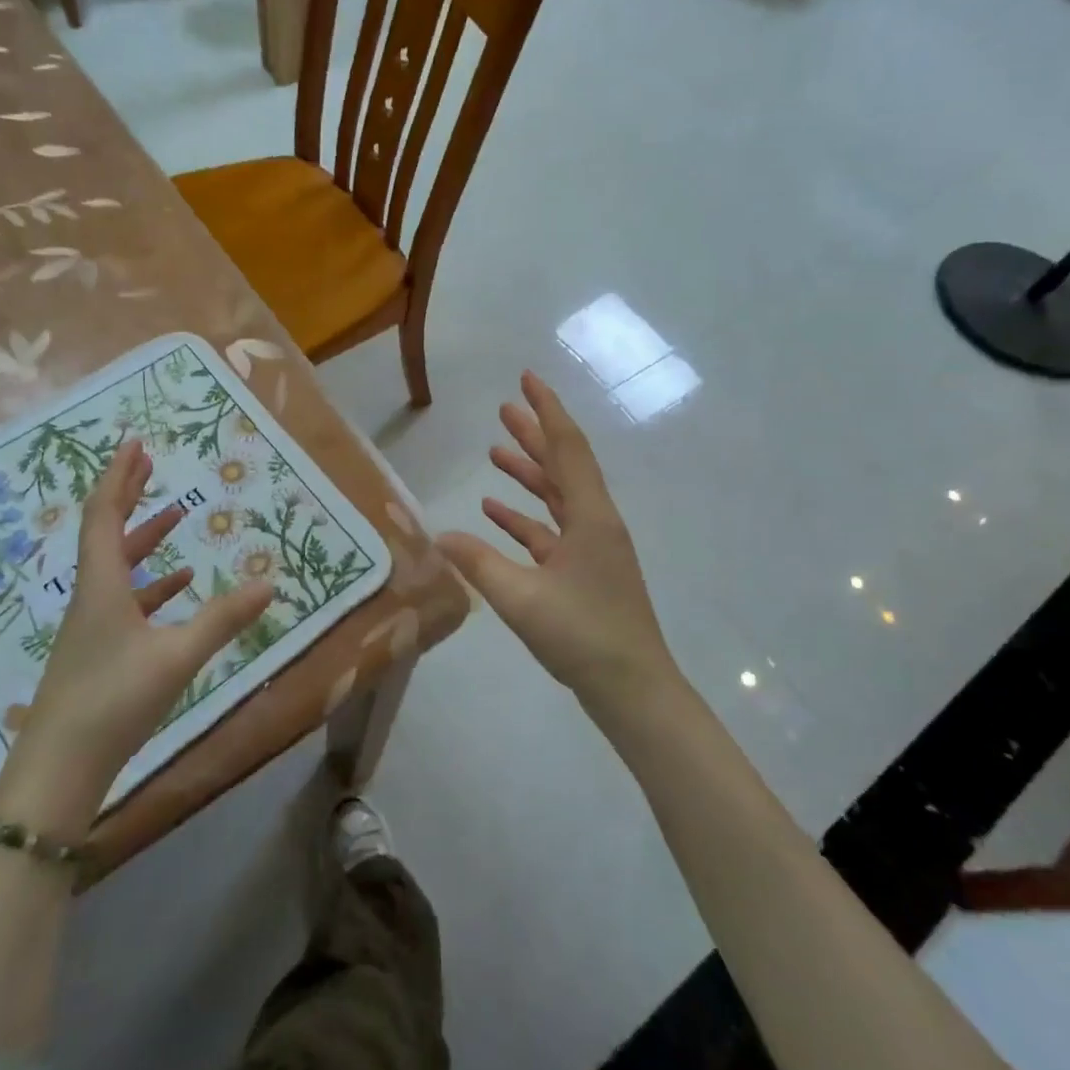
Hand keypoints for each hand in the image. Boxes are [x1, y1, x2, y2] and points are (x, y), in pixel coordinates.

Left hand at [28, 439, 272, 760]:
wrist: (58, 772)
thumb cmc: (113, 702)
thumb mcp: (177, 657)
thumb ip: (223, 619)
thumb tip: (270, 583)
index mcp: (102, 585)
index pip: (103, 515)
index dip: (118, 477)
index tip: (135, 445)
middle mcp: (91, 596)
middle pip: (105, 531)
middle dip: (127, 494)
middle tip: (150, 464)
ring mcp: (92, 625)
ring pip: (117, 566)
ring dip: (143, 537)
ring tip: (176, 516)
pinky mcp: (97, 651)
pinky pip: (125, 599)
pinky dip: (151, 583)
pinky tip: (177, 586)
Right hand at [438, 373, 682, 721]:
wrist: (633, 690)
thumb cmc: (583, 636)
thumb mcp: (522, 598)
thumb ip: (477, 564)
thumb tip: (436, 536)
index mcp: (590, 517)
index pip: (568, 447)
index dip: (547, 410)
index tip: (528, 378)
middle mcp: (595, 523)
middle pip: (563, 465)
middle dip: (535, 434)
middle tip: (504, 408)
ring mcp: (592, 548)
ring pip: (557, 497)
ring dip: (528, 473)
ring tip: (496, 451)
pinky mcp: (584, 572)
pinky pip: (551, 531)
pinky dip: (525, 518)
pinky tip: (494, 513)